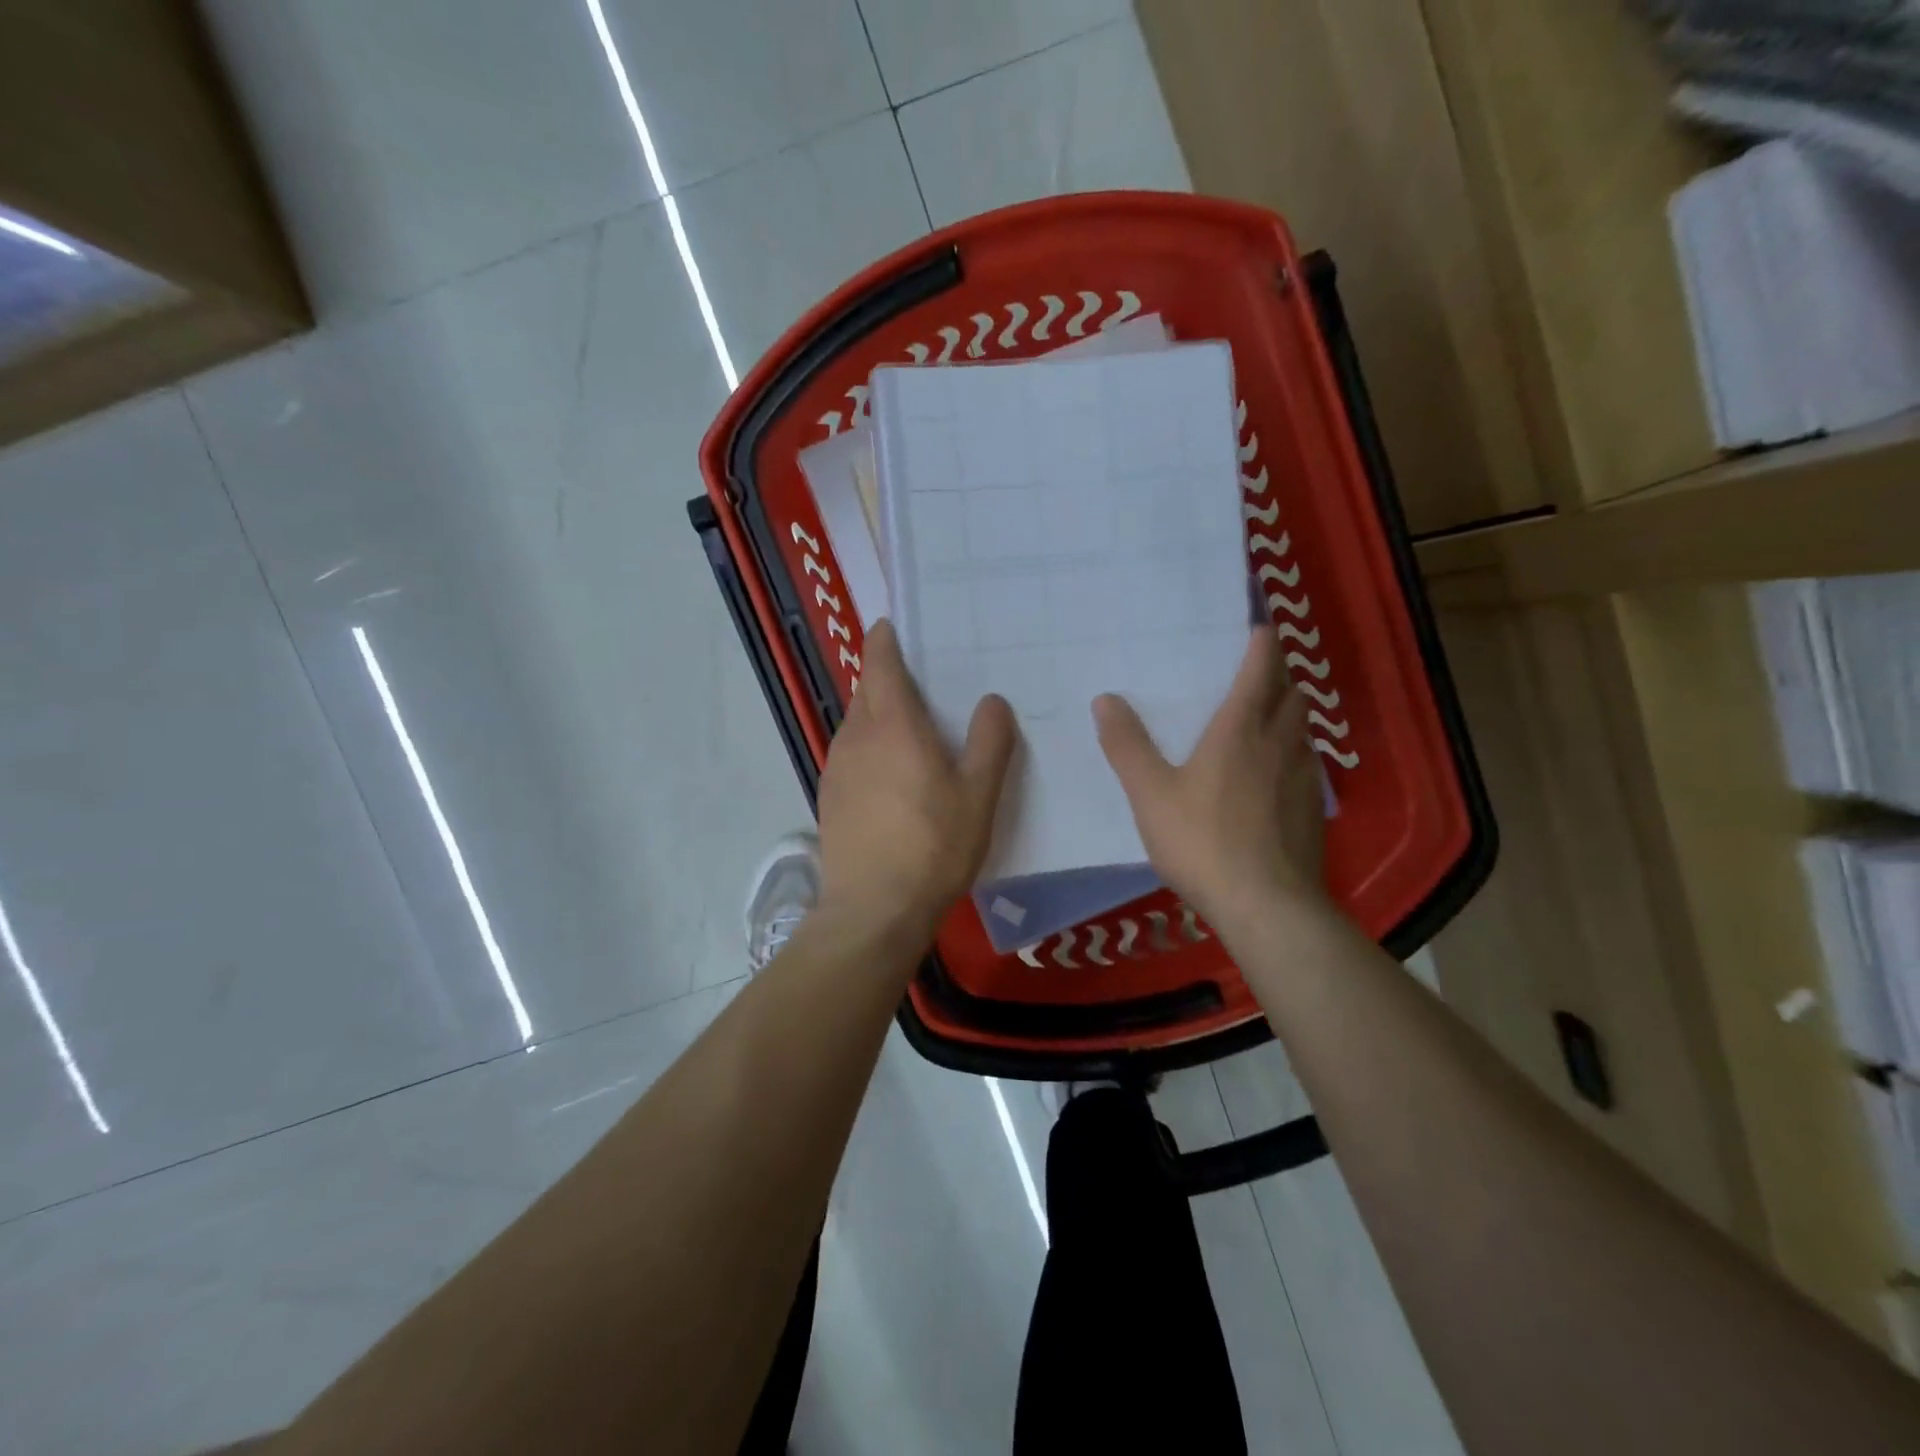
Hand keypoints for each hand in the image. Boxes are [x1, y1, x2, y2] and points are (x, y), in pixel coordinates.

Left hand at [817, 620, 1016, 942]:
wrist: (873, 910)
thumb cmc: (933, 847)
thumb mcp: (978, 795)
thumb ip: (990, 742)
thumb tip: (991, 700)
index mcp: (892, 724)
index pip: (879, 661)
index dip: (885, 639)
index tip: (897, 626)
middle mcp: (856, 736)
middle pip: (866, 689)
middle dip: (887, 676)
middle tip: (923, 680)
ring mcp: (836, 767)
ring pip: (857, 722)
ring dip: (878, 714)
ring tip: (911, 727)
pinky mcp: (829, 796)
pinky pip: (851, 753)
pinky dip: (869, 746)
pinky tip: (891, 773)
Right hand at [1094, 628, 1328, 934]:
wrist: (1266, 905)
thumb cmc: (1202, 841)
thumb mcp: (1150, 794)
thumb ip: (1127, 746)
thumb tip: (1105, 699)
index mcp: (1240, 731)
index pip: (1260, 671)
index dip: (1262, 645)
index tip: (1261, 627)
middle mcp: (1279, 744)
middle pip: (1292, 694)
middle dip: (1281, 675)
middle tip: (1262, 670)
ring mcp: (1303, 778)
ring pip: (1304, 730)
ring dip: (1291, 714)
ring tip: (1269, 717)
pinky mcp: (1312, 811)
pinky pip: (1307, 765)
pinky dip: (1294, 753)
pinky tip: (1276, 776)